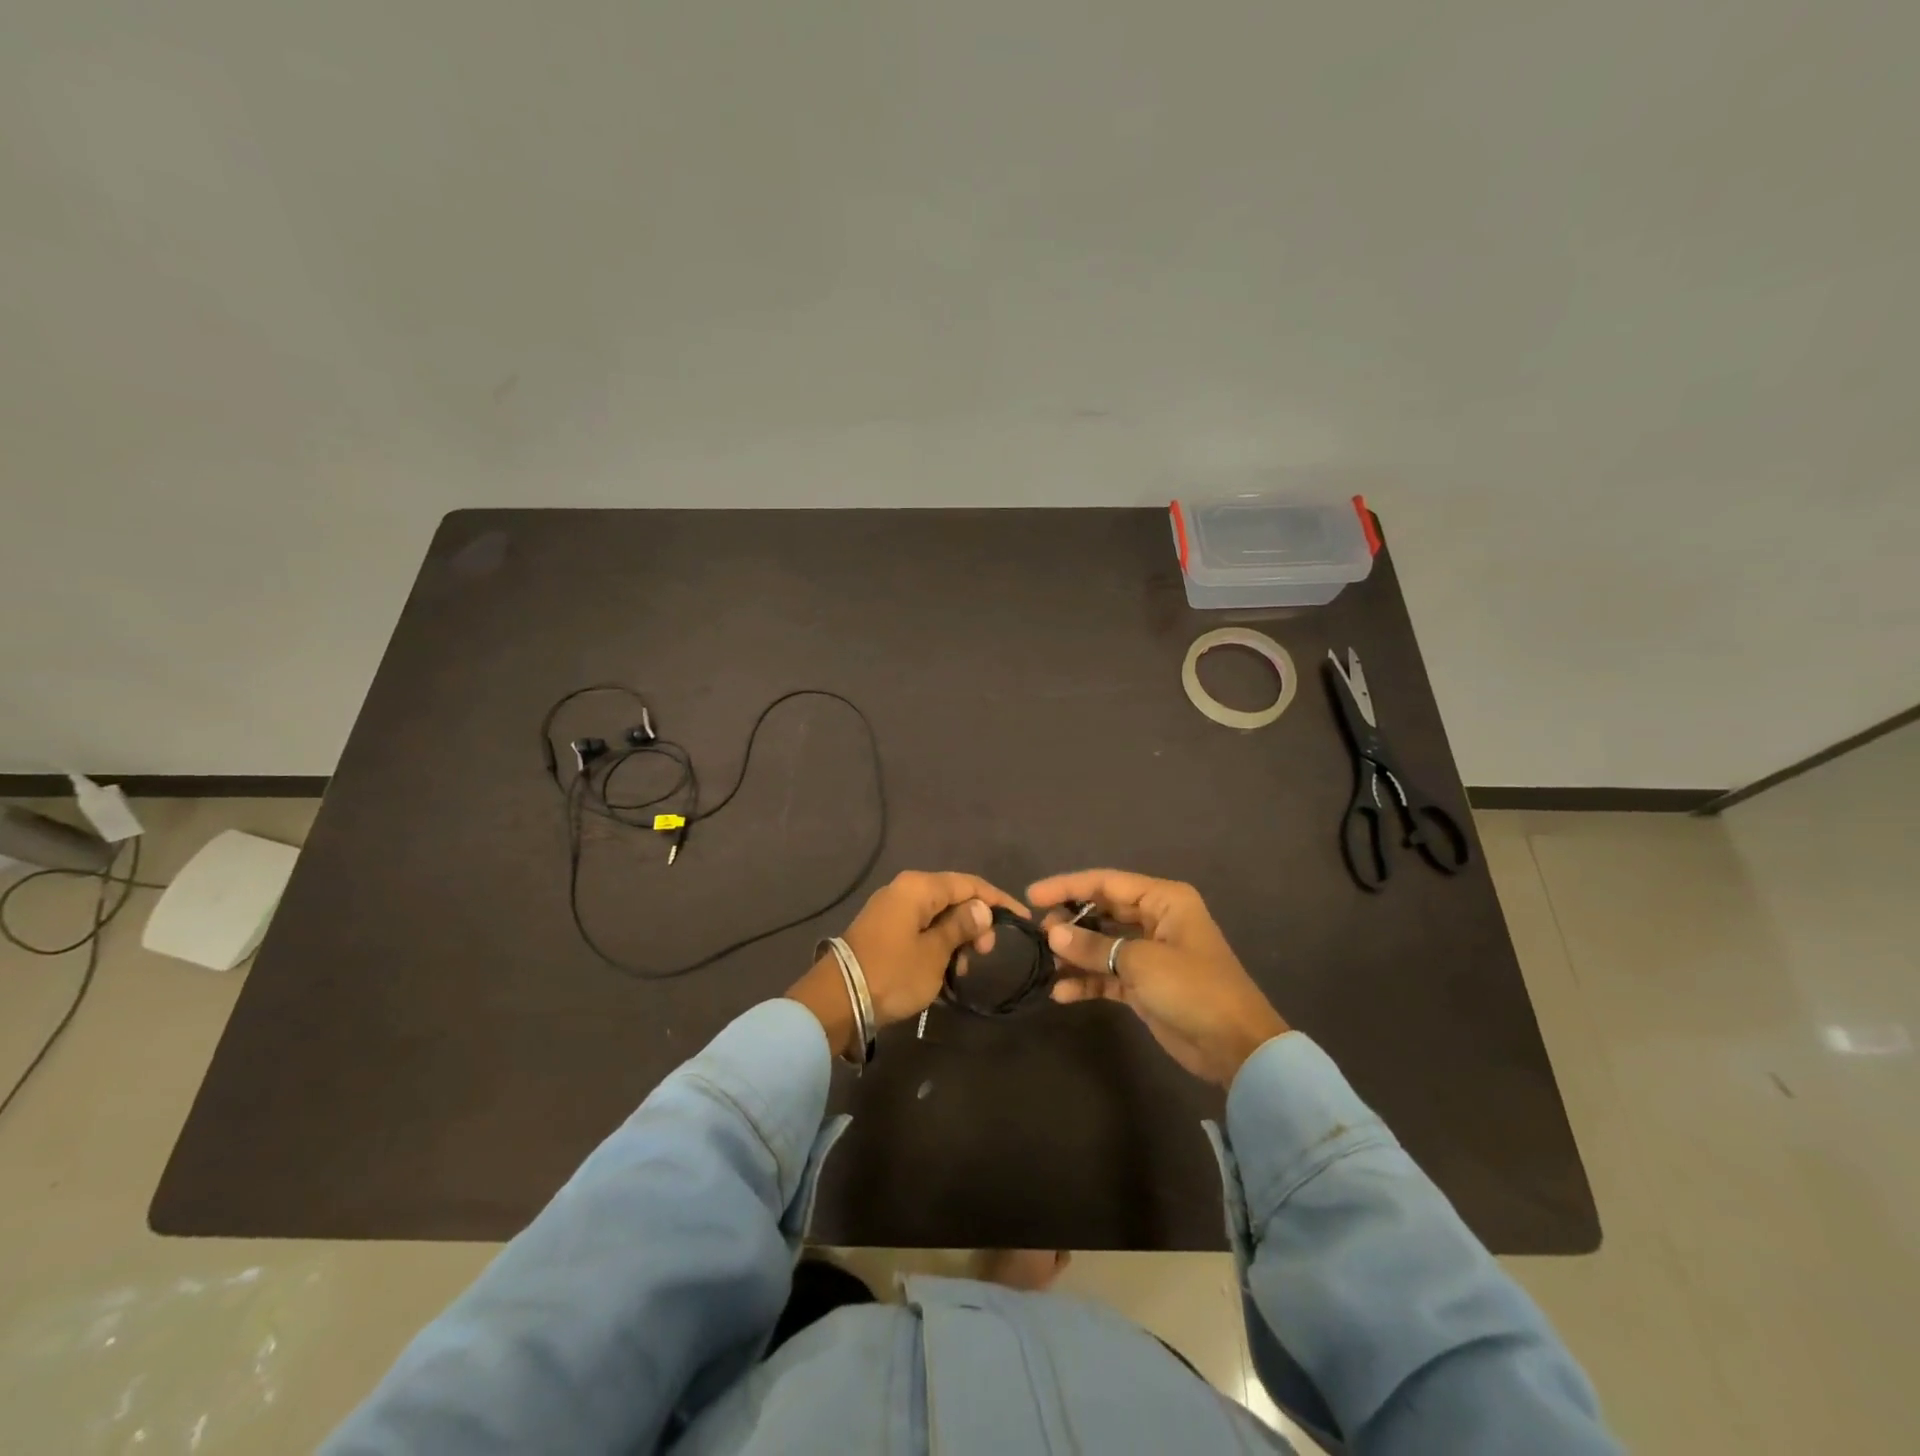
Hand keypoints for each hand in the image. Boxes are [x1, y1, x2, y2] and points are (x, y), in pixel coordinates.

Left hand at [786, 871, 1028, 1055]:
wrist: (837, 1001)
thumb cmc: (893, 973)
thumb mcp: (935, 953)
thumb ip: (961, 927)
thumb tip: (983, 907)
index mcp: (918, 887)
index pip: (969, 884)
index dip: (998, 900)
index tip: (1022, 920)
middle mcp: (904, 890)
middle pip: (952, 898)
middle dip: (975, 923)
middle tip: (985, 953)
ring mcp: (891, 910)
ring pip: (937, 916)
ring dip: (956, 939)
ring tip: (962, 969)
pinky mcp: (883, 931)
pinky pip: (920, 930)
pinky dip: (937, 946)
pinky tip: (944, 971)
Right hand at [1029, 870, 1287, 1086]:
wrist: (1236, 1047)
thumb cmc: (1193, 989)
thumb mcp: (1141, 963)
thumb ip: (1094, 946)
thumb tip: (1052, 934)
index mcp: (1163, 900)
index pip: (1106, 883)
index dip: (1067, 886)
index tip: (1032, 896)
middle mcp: (1155, 919)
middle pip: (1102, 910)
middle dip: (1070, 921)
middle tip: (1039, 934)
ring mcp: (1150, 953)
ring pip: (1102, 943)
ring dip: (1075, 953)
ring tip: (1047, 964)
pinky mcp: (1144, 984)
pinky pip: (1107, 975)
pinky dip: (1086, 981)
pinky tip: (1061, 993)